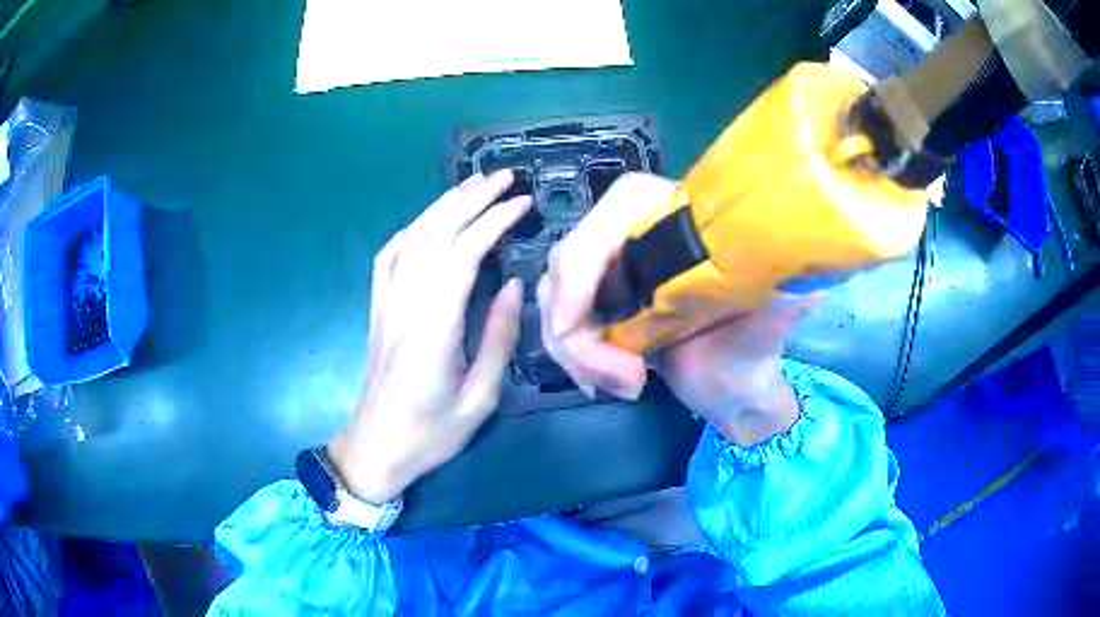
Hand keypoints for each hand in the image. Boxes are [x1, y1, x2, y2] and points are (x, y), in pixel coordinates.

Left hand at [328, 171, 531, 503]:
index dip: (493, 222)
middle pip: (438, 235)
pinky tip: (425, 223)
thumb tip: (513, 286)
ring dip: (443, 207)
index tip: (522, 204)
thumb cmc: (431, 433)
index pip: (463, 255)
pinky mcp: (378, 310)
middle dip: (472, 200)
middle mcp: (406, 304)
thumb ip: (498, 339)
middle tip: (504, 178)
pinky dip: (409, 233)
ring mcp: (387, 303)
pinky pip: (387, 259)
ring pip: (413, 240)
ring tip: (473, 185)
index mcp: (434, 326)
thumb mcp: (479, 398)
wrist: (376, 448)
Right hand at [539, 171, 810, 444]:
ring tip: (624, 386)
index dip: (585, 264)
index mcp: (682, 214)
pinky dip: (574, 356)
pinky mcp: (598, 300)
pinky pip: (560, 319)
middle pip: (570, 260)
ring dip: (579, 352)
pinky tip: (602, 383)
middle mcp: (640, 228)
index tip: (582, 327)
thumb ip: (788, 296)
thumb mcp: (775, 316)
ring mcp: (612, 265)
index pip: (616, 208)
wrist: (733, 386)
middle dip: (581, 331)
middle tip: (625, 380)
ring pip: (556, 296)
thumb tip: (805, 283)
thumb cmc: (753, 347)